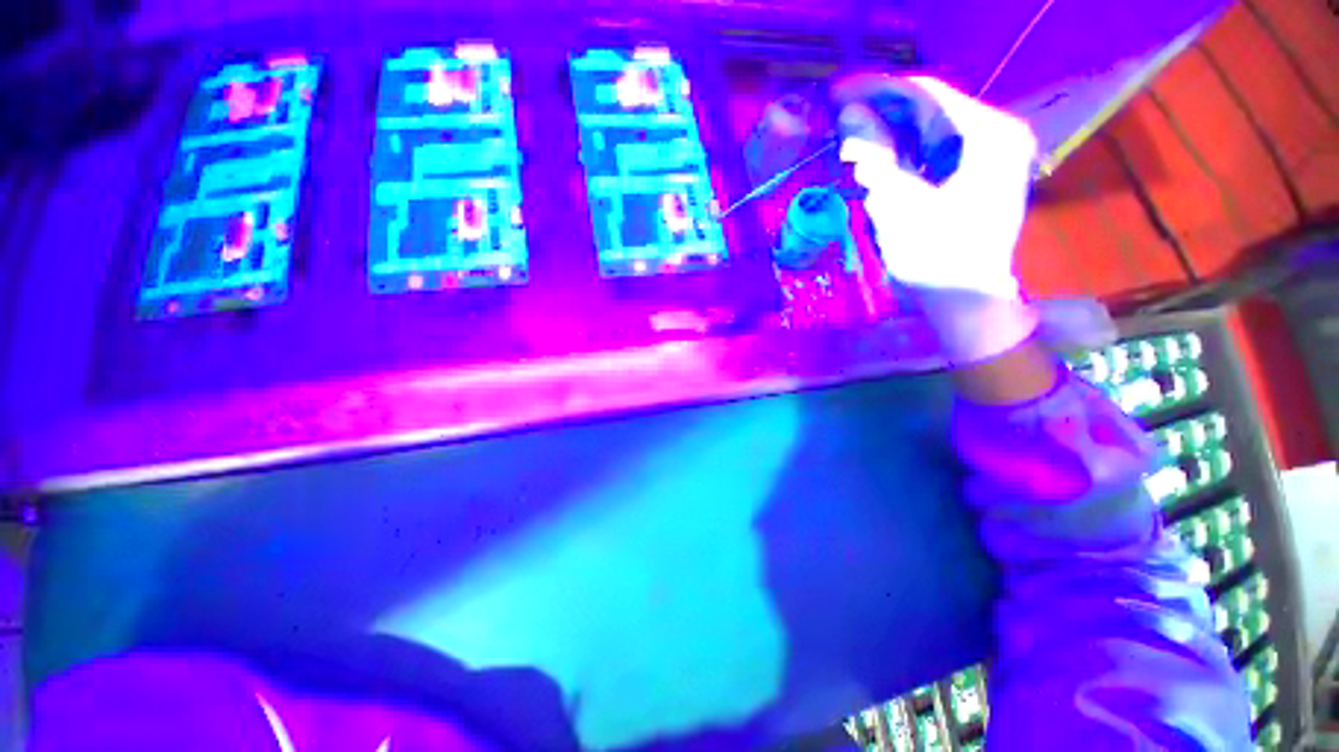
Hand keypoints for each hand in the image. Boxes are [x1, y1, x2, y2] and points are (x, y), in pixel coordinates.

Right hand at [836, 75, 1040, 363]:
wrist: (967, 301)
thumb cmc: (936, 257)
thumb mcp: (899, 204)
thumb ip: (876, 154)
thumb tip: (849, 113)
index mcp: (987, 134)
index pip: (925, 94)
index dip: (877, 90)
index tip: (838, 92)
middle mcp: (995, 133)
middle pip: (929, 109)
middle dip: (881, 112)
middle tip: (839, 117)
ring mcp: (989, 154)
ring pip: (930, 130)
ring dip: (889, 133)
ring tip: (850, 138)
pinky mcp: (977, 174)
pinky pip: (934, 151)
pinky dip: (903, 153)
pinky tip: (876, 159)